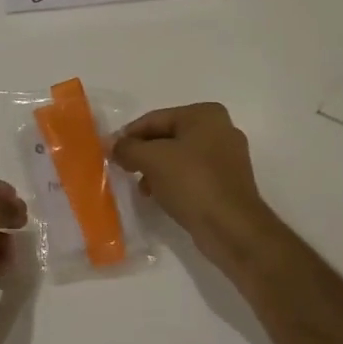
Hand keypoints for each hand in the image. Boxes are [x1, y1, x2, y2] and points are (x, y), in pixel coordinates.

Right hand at [110, 103, 279, 271]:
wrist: (232, 228)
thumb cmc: (192, 183)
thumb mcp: (151, 160)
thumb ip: (127, 148)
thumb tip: (113, 145)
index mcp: (205, 114)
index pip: (155, 119)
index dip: (129, 136)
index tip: (110, 153)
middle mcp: (220, 129)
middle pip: (167, 137)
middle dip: (143, 154)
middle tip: (123, 170)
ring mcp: (227, 157)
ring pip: (179, 157)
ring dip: (156, 170)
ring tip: (142, 189)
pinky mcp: (227, 183)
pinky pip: (192, 175)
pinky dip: (173, 182)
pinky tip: (160, 197)